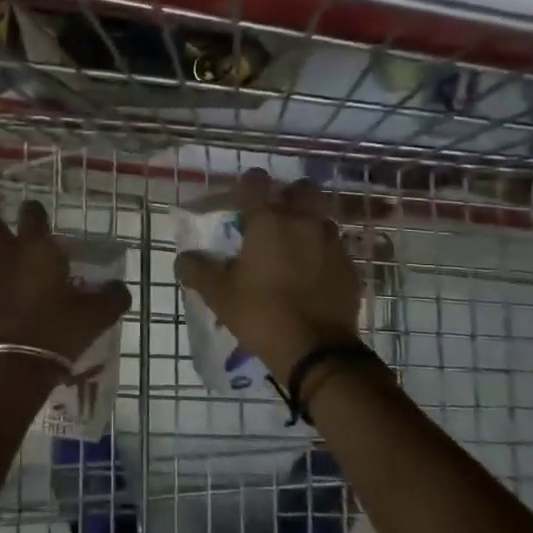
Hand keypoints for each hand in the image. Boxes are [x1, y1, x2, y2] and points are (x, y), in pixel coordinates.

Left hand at [0, 200, 131, 368]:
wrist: (7, 370)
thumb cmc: (55, 332)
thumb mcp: (95, 317)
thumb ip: (112, 297)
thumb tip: (119, 288)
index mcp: (34, 247)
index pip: (32, 211)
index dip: (38, 216)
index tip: (45, 228)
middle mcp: (2, 254)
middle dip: (4, 232)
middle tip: (22, 250)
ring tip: (14, 284)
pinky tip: (2, 312)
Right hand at [176, 170, 362, 386]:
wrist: (317, 350)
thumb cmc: (261, 313)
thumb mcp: (218, 294)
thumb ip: (197, 270)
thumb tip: (183, 259)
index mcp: (268, 221)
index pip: (256, 182)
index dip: (248, 184)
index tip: (241, 197)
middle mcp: (303, 221)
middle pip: (301, 189)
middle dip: (288, 196)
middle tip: (274, 217)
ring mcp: (332, 242)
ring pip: (321, 217)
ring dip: (308, 224)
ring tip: (294, 247)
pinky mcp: (349, 266)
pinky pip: (334, 248)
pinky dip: (322, 253)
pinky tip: (312, 274)